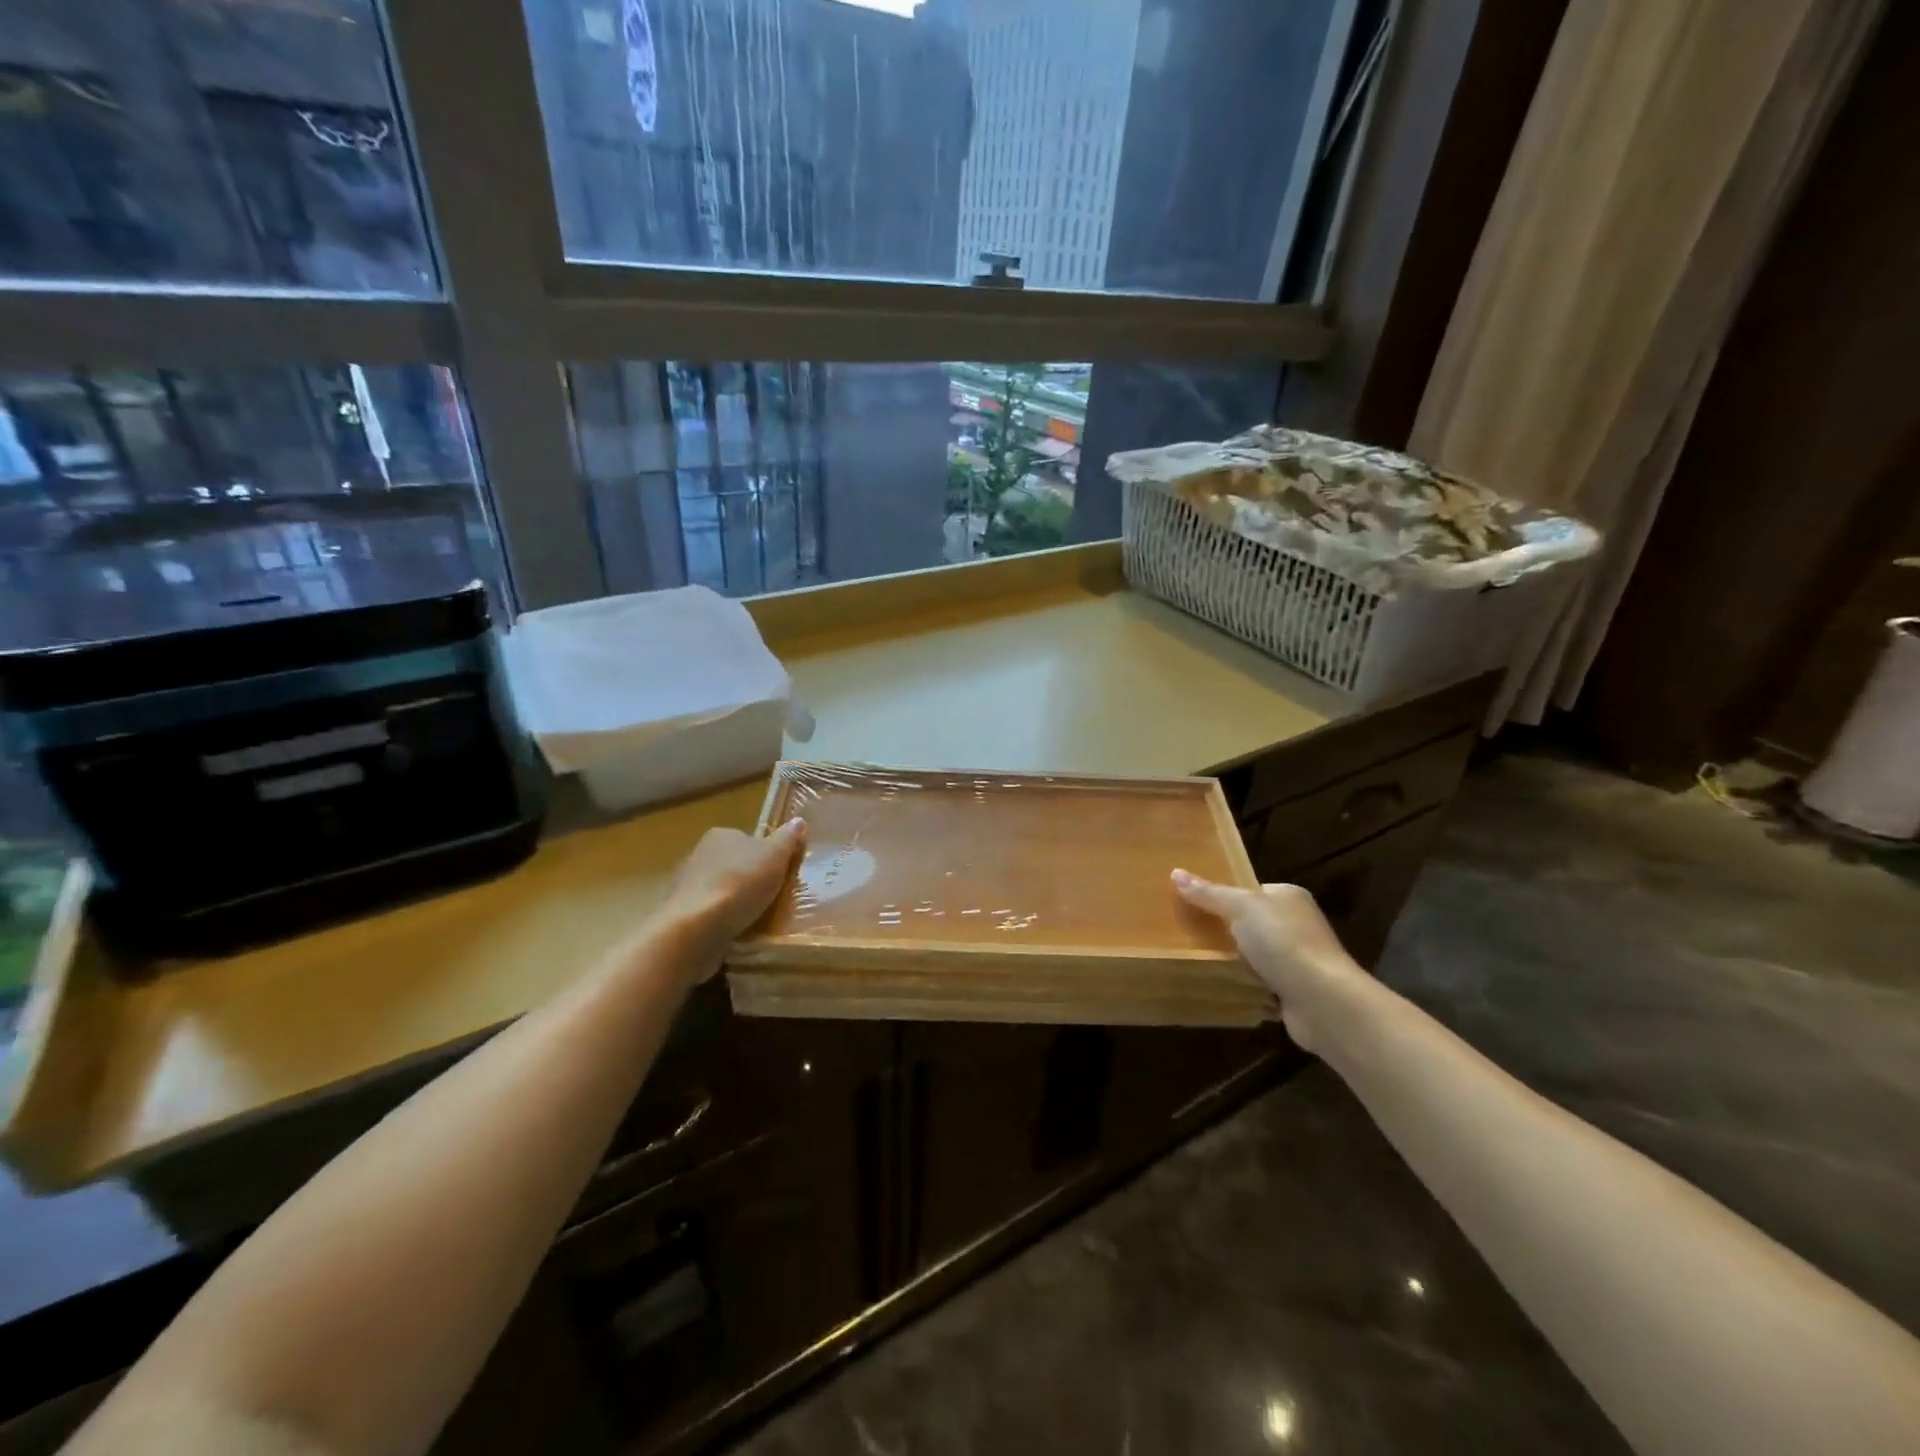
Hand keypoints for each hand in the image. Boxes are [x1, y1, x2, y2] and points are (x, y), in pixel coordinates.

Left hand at [654, 819, 806, 981]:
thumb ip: (787, 839)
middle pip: (733, 865)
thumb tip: (799, 820)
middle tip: (773, 899)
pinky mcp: (681, 916)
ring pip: (720, 891)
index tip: (780, 874)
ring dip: (735, 903)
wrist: (695, 928)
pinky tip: (736, 934)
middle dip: (750, 880)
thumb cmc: (739, 884)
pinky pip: (709, 916)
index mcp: (721, 835)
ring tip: (757, 920)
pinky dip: (721, 922)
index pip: (748, 839)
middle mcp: (699, 855)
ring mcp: (686, 887)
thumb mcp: (774, 856)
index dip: (766, 855)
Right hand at [1172, 870, 1370, 1054]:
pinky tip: (1220, 986)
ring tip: (1196, 960)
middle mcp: (1297, 924)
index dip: (1222, 896)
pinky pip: (1258, 983)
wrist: (1322, 1001)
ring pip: (1253, 955)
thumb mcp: (1241, 908)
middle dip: (1224, 931)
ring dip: (1232, 961)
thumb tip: (1175, 872)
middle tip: (1188, 933)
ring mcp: (1297, 959)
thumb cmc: (1283, 942)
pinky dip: (1243, 985)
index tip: (1192, 904)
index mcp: (1289, 897)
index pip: (1250, 891)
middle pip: (1250, 923)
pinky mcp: (1293, 991)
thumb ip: (1209, 893)